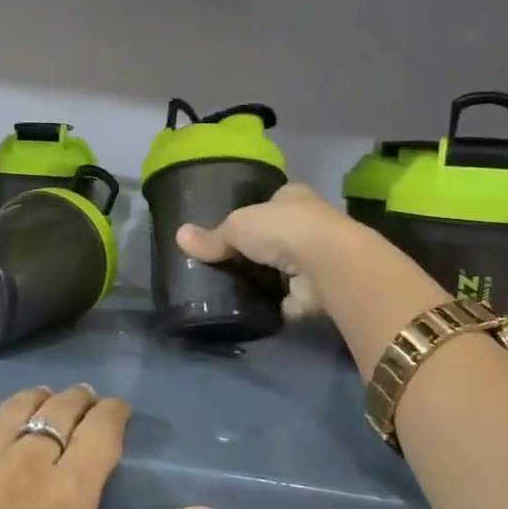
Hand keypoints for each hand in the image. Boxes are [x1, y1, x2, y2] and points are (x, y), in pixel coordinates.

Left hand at [0, 385, 227, 508]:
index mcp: (69, 494)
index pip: (100, 429)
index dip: (114, 413)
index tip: (121, 413)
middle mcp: (24, 465)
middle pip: (58, 410)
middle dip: (80, 401)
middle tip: (89, 405)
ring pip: (14, 408)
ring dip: (37, 397)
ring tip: (48, 401)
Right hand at [175, 182, 349, 317]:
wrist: (328, 264)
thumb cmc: (282, 229)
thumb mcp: (237, 225)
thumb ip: (212, 236)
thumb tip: (179, 236)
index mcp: (294, 197)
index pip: (272, 202)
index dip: (254, 214)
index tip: (233, 230)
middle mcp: (311, 224)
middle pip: (278, 236)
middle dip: (258, 249)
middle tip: (226, 263)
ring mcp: (317, 259)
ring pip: (285, 269)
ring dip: (267, 279)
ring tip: (232, 289)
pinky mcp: (319, 292)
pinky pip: (290, 300)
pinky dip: (275, 306)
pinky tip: (252, 311)